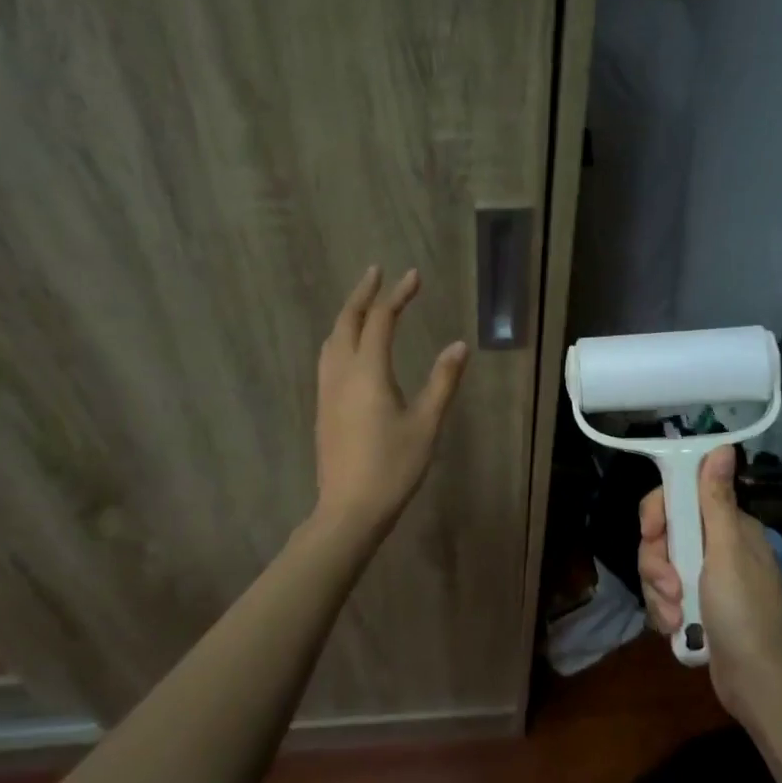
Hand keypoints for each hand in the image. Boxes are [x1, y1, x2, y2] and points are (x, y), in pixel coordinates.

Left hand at [314, 266, 468, 533]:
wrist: (349, 509)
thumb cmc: (393, 467)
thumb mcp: (426, 424)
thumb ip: (442, 381)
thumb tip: (459, 346)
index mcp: (368, 372)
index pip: (382, 320)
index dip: (398, 295)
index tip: (413, 276)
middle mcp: (342, 373)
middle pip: (348, 321)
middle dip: (363, 294)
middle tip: (377, 273)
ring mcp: (327, 391)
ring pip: (332, 339)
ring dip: (348, 314)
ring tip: (362, 303)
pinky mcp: (323, 407)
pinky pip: (328, 357)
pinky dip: (340, 336)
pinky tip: (348, 346)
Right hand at [638, 446, 781, 718]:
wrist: (756, 684)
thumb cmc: (745, 614)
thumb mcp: (726, 554)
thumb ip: (716, 501)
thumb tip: (722, 446)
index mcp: (729, 527)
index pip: (681, 499)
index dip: (660, 513)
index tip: (651, 533)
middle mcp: (717, 547)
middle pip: (664, 535)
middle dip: (657, 563)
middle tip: (670, 587)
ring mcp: (705, 578)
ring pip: (660, 567)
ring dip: (660, 592)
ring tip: (676, 617)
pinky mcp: (696, 606)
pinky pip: (664, 595)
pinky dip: (665, 611)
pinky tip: (677, 628)